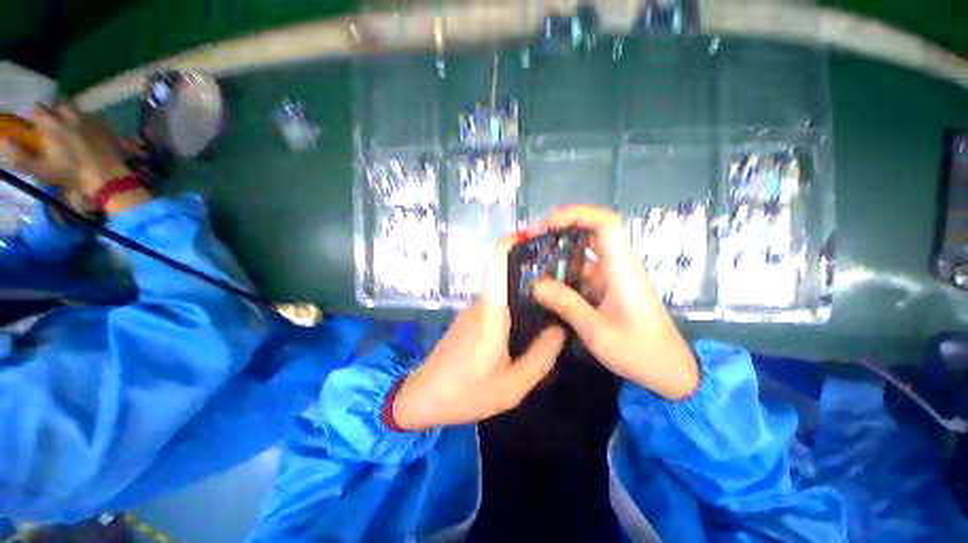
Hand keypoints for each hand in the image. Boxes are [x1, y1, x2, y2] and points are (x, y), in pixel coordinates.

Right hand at [0, 103, 131, 199]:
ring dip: (68, 115)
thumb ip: (20, 156)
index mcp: (50, 122)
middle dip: (52, 113)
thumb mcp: (41, 169)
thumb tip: (3, 142)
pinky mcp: (104, 123)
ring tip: (69, 130)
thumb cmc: (71, 174)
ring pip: (73, 108)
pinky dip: (85, 121)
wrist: (108, 177)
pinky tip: (86, 134)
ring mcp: (88, 117)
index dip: (35, 116)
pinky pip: (91, 116)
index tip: (35, 126)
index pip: (37, 109)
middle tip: (53, 128)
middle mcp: (68, 114)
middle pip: (56, 105)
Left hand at [392, 234, 567, 430]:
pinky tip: (529, 326)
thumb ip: (541, 356)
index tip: (534, 236)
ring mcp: (472, 311)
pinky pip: (496, 307)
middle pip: (506, 277)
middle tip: (563, 280)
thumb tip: (559, 328)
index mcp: (490, 313)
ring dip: (525, 294)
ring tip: (553, 304)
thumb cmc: (467, 393)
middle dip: (533, 273)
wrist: (422, 399)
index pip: (496, 265)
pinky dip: (514, 309)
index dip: (511, 244)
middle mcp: (480, 304)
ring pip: (503, 294)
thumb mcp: (513, 385)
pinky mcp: (469, 321)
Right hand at [532, 206, 698, 399]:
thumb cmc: (639, 351)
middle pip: (592, 231)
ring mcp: (613, 275)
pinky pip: (582, 271)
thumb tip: (535, 285)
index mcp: (621, 268)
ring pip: (584, 252)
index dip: (575, 214)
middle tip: (533, 240)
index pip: (604, 223)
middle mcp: (618, 264)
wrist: (668, 371)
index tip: (547, 224)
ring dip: (559, 252)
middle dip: (561, 229)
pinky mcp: (608, 287)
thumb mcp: (597, 331)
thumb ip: (566, 304)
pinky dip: (563, 272)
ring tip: (532, 261)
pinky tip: (545, 283)